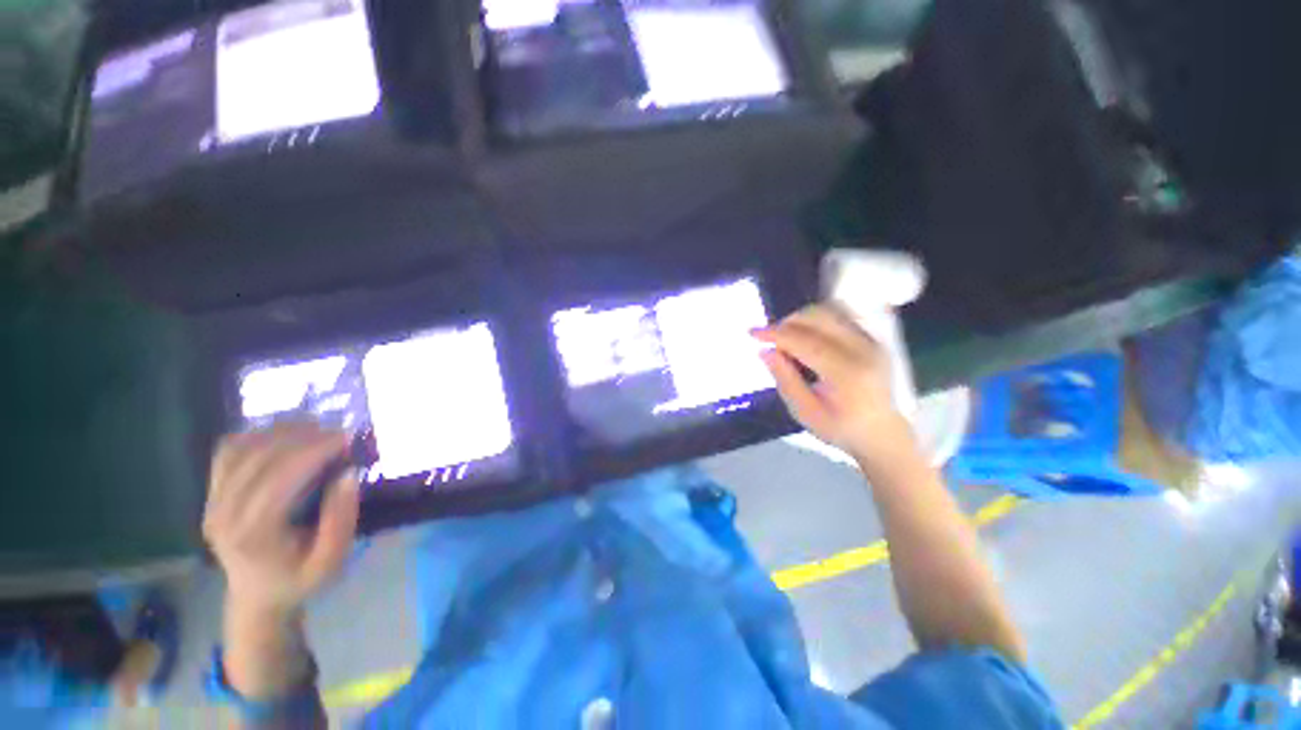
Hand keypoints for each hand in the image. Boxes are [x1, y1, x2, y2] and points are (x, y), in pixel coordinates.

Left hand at [203, 422, 359, 619]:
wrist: (257, 596)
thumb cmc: (299, 578)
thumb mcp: (331, 560)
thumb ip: (341, 520)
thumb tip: (348, 474)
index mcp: (253, 533)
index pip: (279, 476)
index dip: (314, 450)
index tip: (347, 438)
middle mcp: (224, 513)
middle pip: (259, 457)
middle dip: (303, 437)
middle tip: (338, 433)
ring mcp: (212, 501)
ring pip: (242, 448)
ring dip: (281, 432)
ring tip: (317, 430)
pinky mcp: (211, 492)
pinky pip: (229, 450)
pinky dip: (258, 435)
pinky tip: (284, 436)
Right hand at [753, 304, 916, 469]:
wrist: (885, 434)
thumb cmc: (842, 429)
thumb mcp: (806, 413)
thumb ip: (785, 380)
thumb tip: (765, 351)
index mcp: (846, 373)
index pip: (804, 341)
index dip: (775, 333)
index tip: (752, 332)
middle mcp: (863, 349)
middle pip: (819, 318)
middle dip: (787, 322)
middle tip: (770, 338)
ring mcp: (872, 341)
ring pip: (831, 311)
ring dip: (802, 318)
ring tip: (787, 336)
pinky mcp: (874, 338)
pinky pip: (842, 316)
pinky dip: (818, 319)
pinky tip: (807, 334)